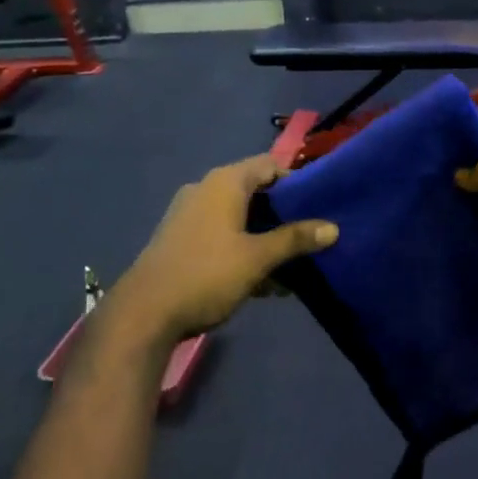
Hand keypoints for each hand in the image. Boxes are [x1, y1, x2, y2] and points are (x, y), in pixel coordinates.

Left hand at [114, 155, 337, 340]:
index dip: (297, 180)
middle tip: (309, 236)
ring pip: (239, 217)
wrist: (143, 314)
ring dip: (264, 237)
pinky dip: (242, 248)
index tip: (319, 204)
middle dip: (283, 215)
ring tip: (290, 266)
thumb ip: (296, 239)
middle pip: (255, 191)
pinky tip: (261, 281)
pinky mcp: (180, 238)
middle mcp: (205, 189)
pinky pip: (221, 234)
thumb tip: (333, 228)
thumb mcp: (258, 258)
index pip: (270, 165)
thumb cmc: (206, 274)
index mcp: (225, 182)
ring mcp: (189, 214)